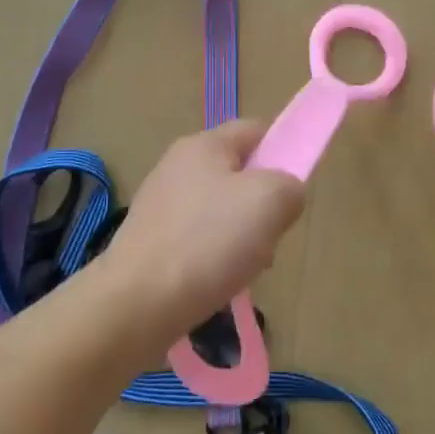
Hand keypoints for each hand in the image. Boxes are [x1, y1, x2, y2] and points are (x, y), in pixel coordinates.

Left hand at [95, 120, 305, 345]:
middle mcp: (177, 166)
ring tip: (247, 266)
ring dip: (244, 236)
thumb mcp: (271, 201)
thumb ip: (291, 185)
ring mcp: (160, 205)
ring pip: (222, 211)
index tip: (296, 187)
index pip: (256, 130)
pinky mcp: (151, 241)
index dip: (284, 149)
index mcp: (204, 145)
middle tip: (273, 233)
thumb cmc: (209, 242)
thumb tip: (286, 194)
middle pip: (240, 174)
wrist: (137, 303)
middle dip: (264, 203)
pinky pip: (200, 240)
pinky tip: (220, 281)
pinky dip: (217, 258)